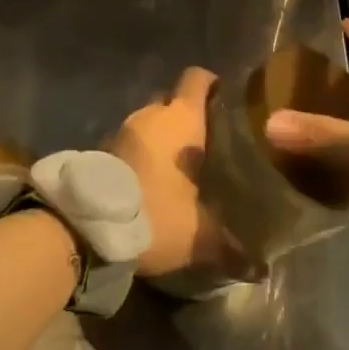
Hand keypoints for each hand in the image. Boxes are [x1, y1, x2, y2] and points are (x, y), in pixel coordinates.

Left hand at [107, 67, 252, 279]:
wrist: (86, 226)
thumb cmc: (156, 212)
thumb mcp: (200, 235)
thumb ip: (232, 249)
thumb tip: (262, 271)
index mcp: (180, 118)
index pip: (197, 78)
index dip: (212, 84)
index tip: (227, 100)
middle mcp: (150, 114)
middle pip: (172, 100)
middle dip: (188, 117)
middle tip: (209, 143)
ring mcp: (120, 130)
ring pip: (149, 123)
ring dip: (162, 140)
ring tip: (182, 166)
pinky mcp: (99, 151)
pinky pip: (130, 144)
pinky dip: (142, 155)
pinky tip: (153, 181)